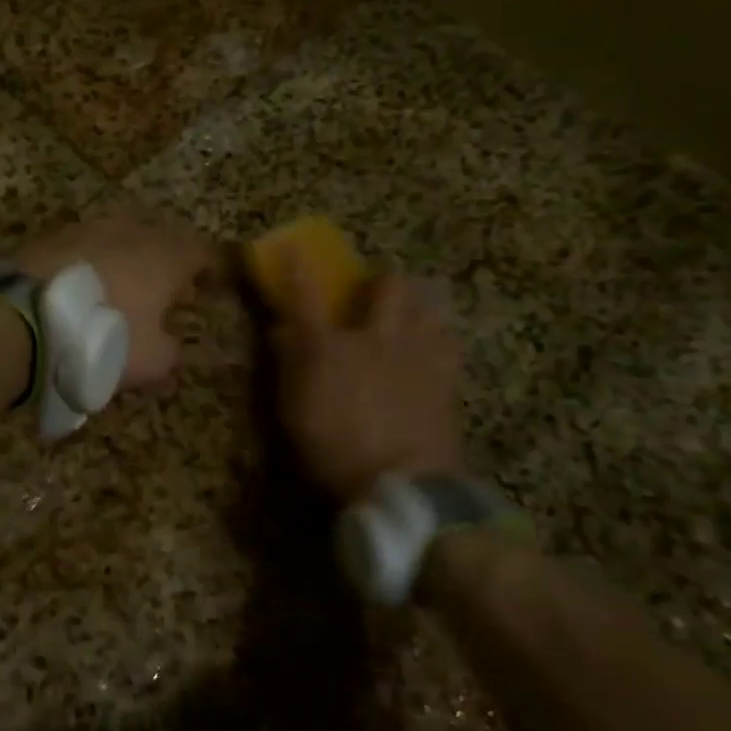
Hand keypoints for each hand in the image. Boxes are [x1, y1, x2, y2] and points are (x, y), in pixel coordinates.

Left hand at [18, 212, 215, 389]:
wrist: (24, 319)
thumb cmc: (102, 338)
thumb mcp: (150, 360)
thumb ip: (170, 350)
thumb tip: (170, 344)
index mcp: (164, 256)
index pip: (201, 251)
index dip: (208, 268)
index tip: (207, 286)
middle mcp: (129, 231)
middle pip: (158, 234)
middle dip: (164, 255)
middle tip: (162, 284)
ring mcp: (86, 228)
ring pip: (116, 234)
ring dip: (123, 254)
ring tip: (118, 283)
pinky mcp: (48, 237)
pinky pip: (81, 245)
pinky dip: (87, 260)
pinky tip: (79, 283)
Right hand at [274, 253, 462, 499]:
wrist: (401, 484)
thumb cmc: (333, 451)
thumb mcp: (293, 412)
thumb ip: (288, 366)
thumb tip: (281, 331)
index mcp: (329, 347)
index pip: (306, 295)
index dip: (297, 267)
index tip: (291, 246)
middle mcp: (375, 338)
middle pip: (388, 286)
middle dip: (379, 282)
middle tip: (372, 295)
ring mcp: (417, 354)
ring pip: (426, 305)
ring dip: (414, 305)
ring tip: (406, 319)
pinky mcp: (447, 377)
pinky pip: (448, 339)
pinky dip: (437, 336)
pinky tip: (431, 349)